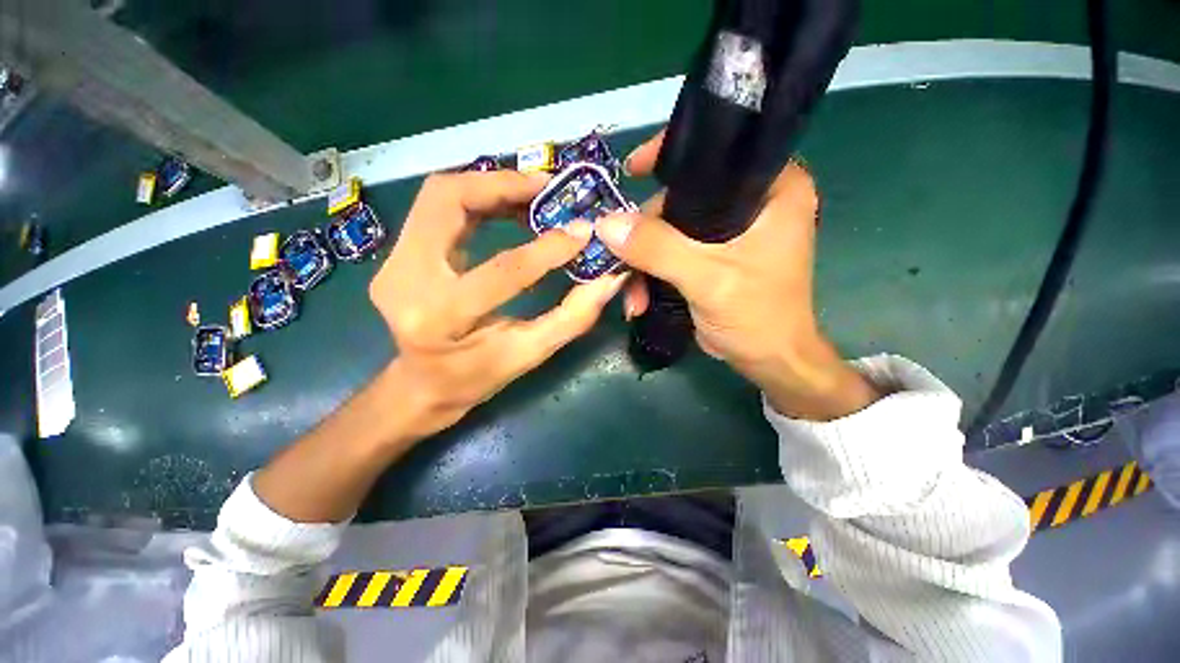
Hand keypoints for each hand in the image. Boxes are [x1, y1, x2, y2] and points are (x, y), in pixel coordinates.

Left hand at [369, 171, 628, 439]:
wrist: (422, 385)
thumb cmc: (476, 377)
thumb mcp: (529, 354)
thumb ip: (571, 317)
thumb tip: (610, 280)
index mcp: (441, 319)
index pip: (502, 271)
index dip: (547, 249)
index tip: (581, 231)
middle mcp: (404, 280)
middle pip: (447, 201)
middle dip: (502, 185)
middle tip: (547, 188)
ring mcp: (393, 262)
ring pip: (439, 196)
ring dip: (489, 185)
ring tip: (532, 193)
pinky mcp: (398, 254)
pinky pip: (437, 209)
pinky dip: (476, 198)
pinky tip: (507, 207)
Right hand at [596, 132, 879, 420]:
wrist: (767, 361)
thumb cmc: (757, 315)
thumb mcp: (706, 278)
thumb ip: (658, 248)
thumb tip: (606, 224)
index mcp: (773, 188)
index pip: (719, 151)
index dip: (672, 154)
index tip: (633, 169)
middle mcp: (753, 202)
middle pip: (683, 197)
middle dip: (647, 232)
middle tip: (624, 258)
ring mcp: (729, 231)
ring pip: (672, 228)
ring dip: (645, 260)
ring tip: (632, 293)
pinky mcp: (713, 255)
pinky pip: (672, 250)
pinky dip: (652, 272)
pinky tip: (641, 298)